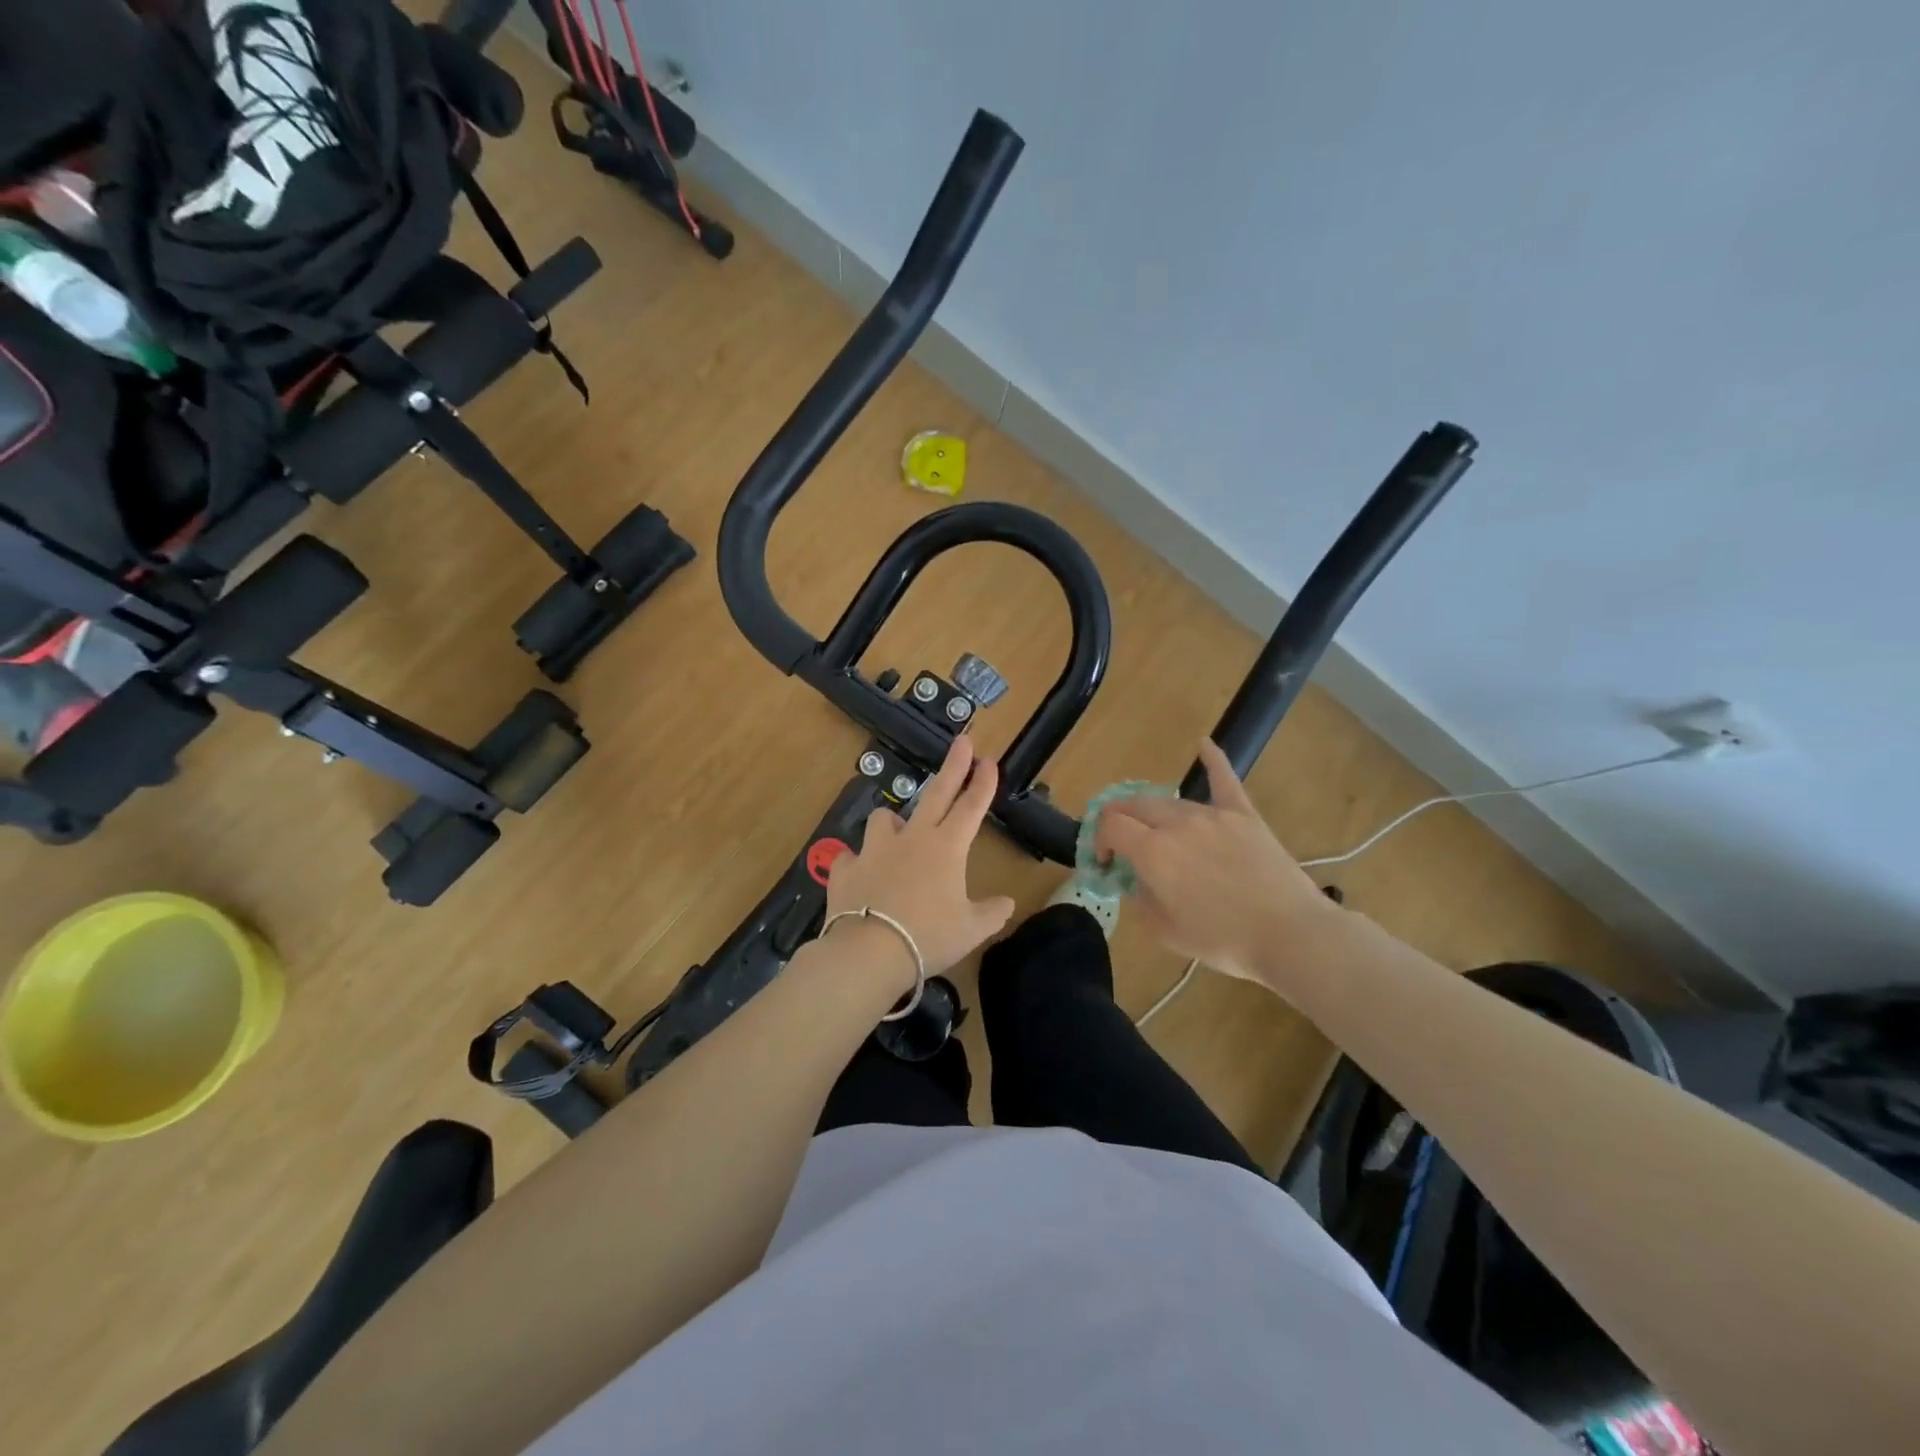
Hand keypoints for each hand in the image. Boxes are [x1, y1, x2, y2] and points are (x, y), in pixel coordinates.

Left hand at [825, 736, 1016, 978]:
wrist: (869, 952)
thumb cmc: (928, 937)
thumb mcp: (971, 930)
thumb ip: (992, 913)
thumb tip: (1007, 903)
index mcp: (947, 848)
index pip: (971, 807)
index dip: (983, 783)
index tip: (989, 760)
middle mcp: (912, 839)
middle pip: (936, 794)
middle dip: (953, 766)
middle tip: (962, 742)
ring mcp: (875, 850)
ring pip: (884, 818)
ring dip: (893, 820)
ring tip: (896, 831)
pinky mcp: (846, 867)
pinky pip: (852, 856)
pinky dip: (857, 862)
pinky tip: (860, 873)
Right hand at [1095, 739, 1331, 983]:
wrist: (1290, 935)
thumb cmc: (1223, 940)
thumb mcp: (1165, 931)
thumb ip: (1140, 899)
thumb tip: (1135, 880)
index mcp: (1152, 851)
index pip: (1110, 825)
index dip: (1099, 840)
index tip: (1106, 863)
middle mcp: (1177, 823)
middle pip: (1135, 805)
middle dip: (1119, 820)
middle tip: (1122, 844)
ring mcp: (1213, 815)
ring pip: (1170, 802)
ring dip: (1154, 814)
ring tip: (1157, 833)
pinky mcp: (1244, 815)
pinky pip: (1224, 780)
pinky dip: (1213, 760)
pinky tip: (1204, 743)